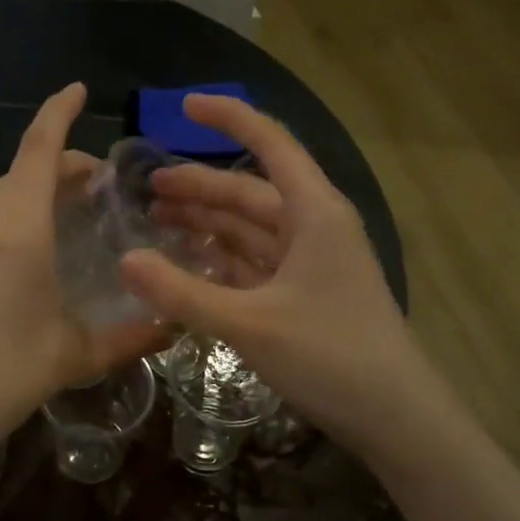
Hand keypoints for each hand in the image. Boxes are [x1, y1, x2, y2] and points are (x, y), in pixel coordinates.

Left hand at [0, 83, 165, 468]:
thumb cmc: (2, 374)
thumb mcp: (74, 354)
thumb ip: (129, 336)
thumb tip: (173, 324)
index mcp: (18, 226)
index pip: (39, 149)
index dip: (59, 113)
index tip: (78, 90)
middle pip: (24, 173)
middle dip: (63, 167)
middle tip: (101, 186)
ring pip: (4, 199)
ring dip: (38, 195)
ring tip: (73, 217)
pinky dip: (16, 220)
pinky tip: (33, 256)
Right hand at [120, 94, 457, 461]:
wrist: (395, 416)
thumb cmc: (331, 356)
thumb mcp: (250, 323)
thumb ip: (183, 293)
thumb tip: (124, 260)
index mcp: (314, 212)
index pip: (270, 143)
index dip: (228, 118)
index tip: (183, 104)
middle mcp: (314, 227)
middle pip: (250, 191)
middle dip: (199, 185)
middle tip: (146, 188)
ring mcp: (311, 262)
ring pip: (251, 228)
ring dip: (208, 221)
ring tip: (157, 219)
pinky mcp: (305, 294)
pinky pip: (255, 262)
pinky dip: (222, 258)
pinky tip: (189, 263)